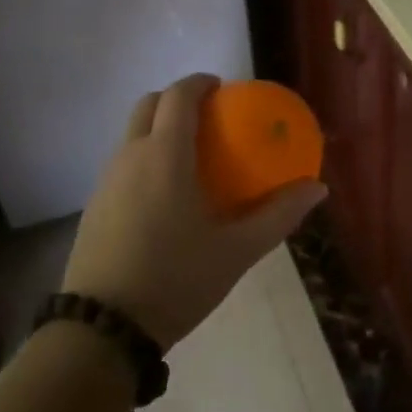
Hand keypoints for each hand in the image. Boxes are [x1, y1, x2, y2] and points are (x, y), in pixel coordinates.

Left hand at [63, 74, 325, 349]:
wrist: (103, 329)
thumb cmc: (176, 280)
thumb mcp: (237, 251)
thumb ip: (279, 214)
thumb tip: (317, 187)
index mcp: (165, 155)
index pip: (179, 96)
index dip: (200, 82)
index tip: (223, 89)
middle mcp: (130, 156)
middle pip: (149, 104)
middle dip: (177, 99)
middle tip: (208, 117)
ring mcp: (106, 180)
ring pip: (132, 132)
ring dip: (159, 128)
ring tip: (191, 156)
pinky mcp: (94, 204)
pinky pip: (123, 162)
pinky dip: (145, 156)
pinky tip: (166, 195)